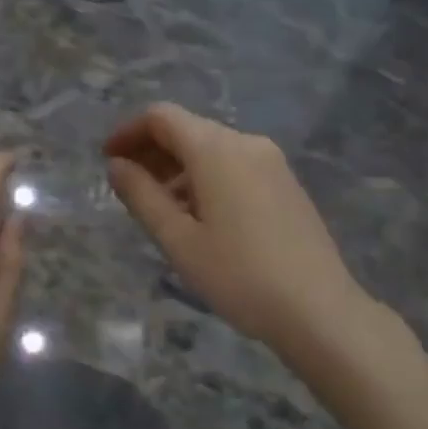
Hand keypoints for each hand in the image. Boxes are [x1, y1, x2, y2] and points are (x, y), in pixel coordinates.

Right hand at [105, 103, 381, 358]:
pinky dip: (205, 177)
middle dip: (151, 151)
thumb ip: (141, 196)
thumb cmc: (239, 275)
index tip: (107, 160)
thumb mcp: (178, 239)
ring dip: (177, 167)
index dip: (128, 132)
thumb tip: (116, 165)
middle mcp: (246, 142)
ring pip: (211, 148)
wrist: (320, 311)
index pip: (161, 117)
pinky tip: (198, 216)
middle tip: (126, 187)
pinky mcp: (285, 183)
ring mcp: (271, 162)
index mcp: (216, 149)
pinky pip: (234, 165)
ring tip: (159, 208)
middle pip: (187, 129)